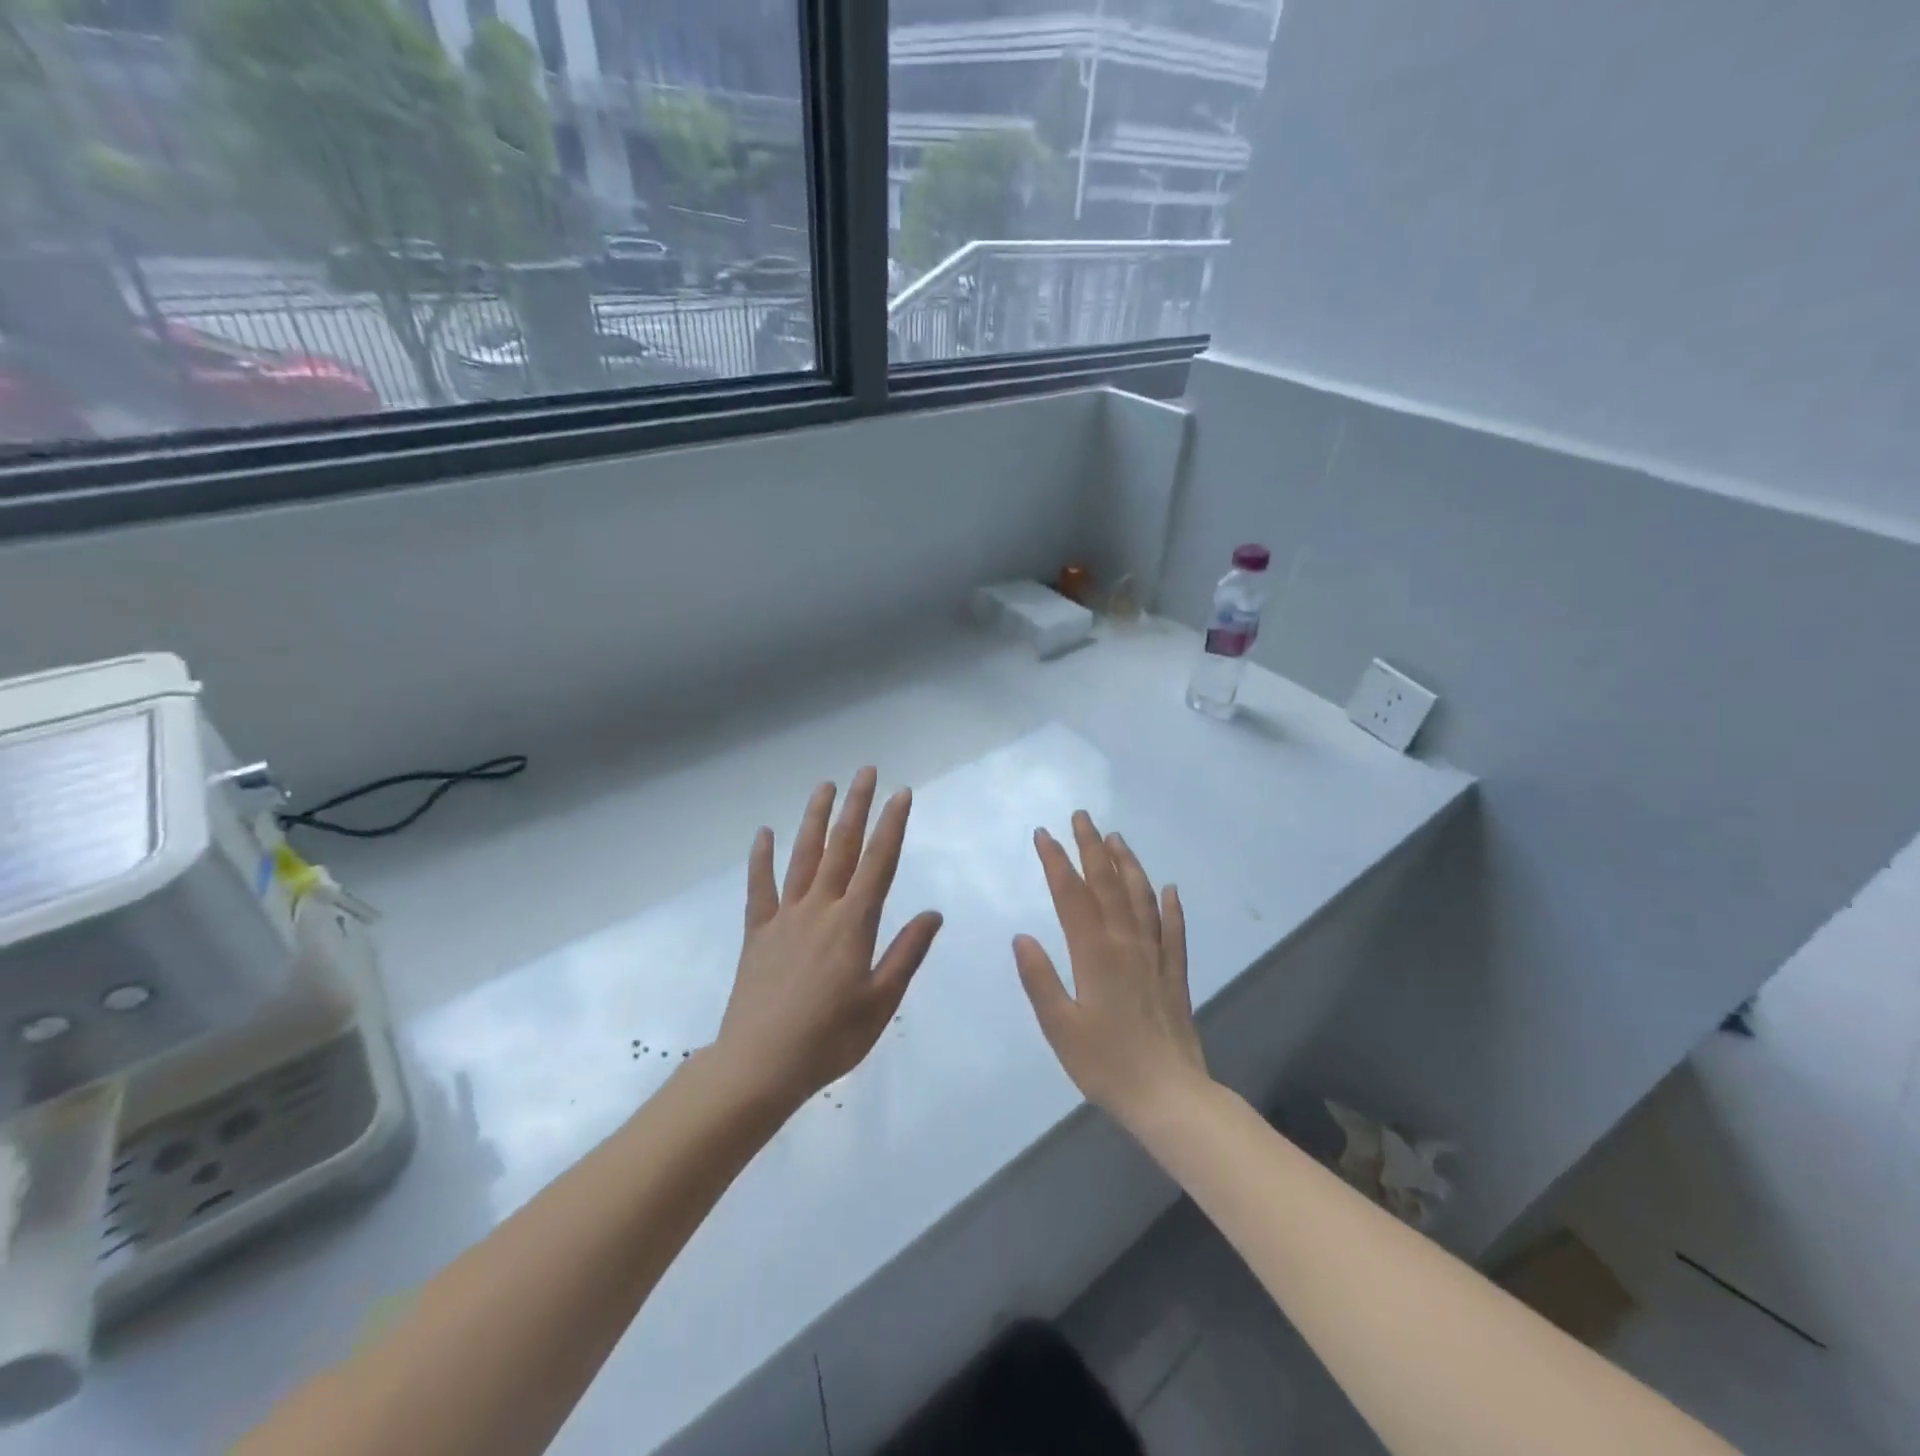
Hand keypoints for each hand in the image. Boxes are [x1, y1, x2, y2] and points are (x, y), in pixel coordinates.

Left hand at [714, 767, 943, 1110]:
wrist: (759, 1065)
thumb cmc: (829, 1039)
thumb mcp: (881, 1003)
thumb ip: (906, 953)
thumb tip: (933, 913)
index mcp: (853, 924)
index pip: (878, 863)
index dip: (892, 825)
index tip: (901, 793)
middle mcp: (819, 909)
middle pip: (842, 847)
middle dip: (856, 806)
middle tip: (866, 771)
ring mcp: (785, 917)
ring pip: (802, 857)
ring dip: (815, 819)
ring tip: (825, 786)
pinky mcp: (758, 932)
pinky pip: (760, 888)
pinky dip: (762, 859)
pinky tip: (764, 833)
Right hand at [1013, 811, 1208, 1127]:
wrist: (1170, 1097)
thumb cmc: (1106, 1065)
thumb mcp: (1059, 1027)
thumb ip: (1039, 979)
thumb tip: (1022, 936)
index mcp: (1094, 953)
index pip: (1072, 895)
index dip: (1056, 861)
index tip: (1043, 833)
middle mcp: (1127, 944)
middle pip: (1108, 885)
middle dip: (1092, 848)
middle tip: (1081, 817)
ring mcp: (1155, 956)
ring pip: (1141, 898)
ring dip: (1128, 865)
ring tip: (1117, 838)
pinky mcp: (1175, 974)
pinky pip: (1174, 930)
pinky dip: (1171, 906)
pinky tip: (1170, 889)